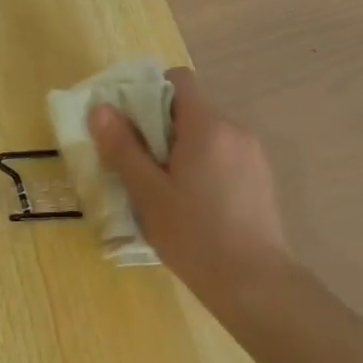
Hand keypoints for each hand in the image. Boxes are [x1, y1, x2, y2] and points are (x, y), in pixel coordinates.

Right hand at [88, 66, 290, 303]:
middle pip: (192, 110)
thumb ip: (123, 148)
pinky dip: (205, 167)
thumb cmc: (194, 234)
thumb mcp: (148, 192)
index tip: (132, 125)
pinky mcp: (262, 178)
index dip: (150, 93)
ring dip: (184, 150)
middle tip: (141, 166)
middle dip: (162, 129)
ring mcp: (253, 154)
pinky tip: (196, 206)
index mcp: (208, 126)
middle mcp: (235, 130)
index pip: (179, 80)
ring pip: (209, 136)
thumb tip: (100, 109)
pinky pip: (225, 157)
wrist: (253, 282)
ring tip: (167, 191)